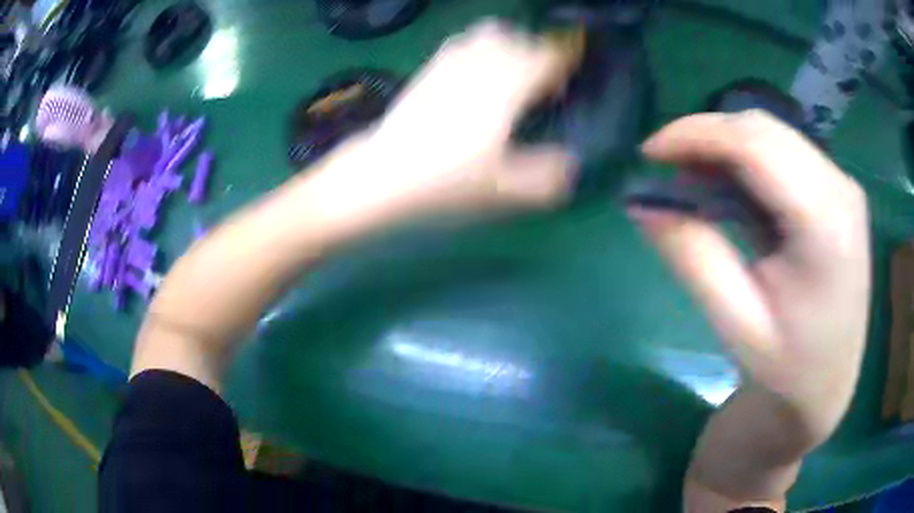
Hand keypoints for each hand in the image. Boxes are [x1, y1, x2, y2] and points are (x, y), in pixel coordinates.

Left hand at [303, 20, 577, 226]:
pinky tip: (478, 66)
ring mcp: (451, 61)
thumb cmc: (444, 180)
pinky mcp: (429, 68)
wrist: (380, 174)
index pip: (548, 55)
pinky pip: (462, 41)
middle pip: (521, 39)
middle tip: (549, 79)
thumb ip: (546, 177)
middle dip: (542, 52)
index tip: (581, 57)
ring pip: (490, 33)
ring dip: (511, 43)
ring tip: (515, 68)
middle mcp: (482, 64)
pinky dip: (480, 45)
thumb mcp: (503, 189)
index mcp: (507, 86)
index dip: (569, 53)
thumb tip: (570, 165)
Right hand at [634, 110, 870, 442]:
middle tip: (665, 171)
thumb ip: (693, 255)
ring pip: (772, 134)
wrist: (828, 386)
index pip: (756, 145)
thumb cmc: (786, 371)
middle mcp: (842, 191)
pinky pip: (785, 152)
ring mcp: (843, 187)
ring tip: (692, 182)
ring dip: (725, 148)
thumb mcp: (735, 324)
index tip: (648, 154)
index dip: (696, 134)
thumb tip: (641, 202)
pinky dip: (747, 161)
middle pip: (764, 130)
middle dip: (707, 137)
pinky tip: (729, 190)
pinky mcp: (838, 192)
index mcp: (827, 227)